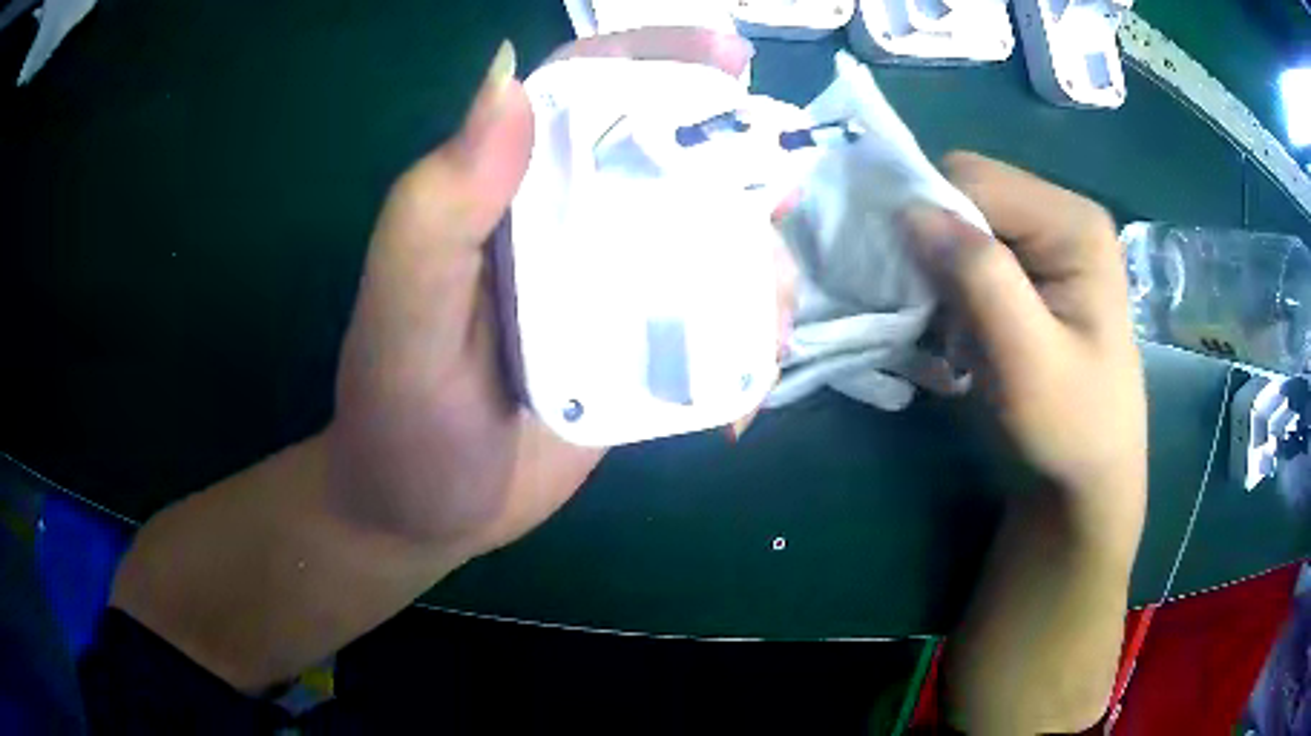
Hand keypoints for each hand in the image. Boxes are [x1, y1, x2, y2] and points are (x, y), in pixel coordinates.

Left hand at [325, 30, 763, 560]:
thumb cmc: (399, 423)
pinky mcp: (631, 350)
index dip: (655, 57)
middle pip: (669, 159)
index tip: (733, 62)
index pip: (583, 89)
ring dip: (757, 269)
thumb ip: (437, 211)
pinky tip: (746, 390)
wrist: (422, 514)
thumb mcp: (402, 320)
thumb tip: (510, 82)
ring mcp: (604, 288)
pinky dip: (743, 347)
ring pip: (705, 243)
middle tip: (783, 197)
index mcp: (507, 192)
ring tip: (770, 328)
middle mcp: (562, 222)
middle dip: (740, 164)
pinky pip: (706, 324)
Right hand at [904, 153, 1146, 506]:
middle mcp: (1063, 216)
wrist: (1087, 482)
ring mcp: (1051, 242)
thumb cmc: (1069, 429)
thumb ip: (979, 276)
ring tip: (945, 323)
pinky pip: (975, 250)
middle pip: (968, 192)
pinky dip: (952, 282)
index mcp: (1074, 223)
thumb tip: (909, 210)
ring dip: (940, 267)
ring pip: (965, 222)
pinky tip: (959, 323)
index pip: (974, 179)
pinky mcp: (1037, 270)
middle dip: (935, 242)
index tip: (910, 281)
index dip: (931, 218)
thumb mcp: (1027, 360)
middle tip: (931, 307)